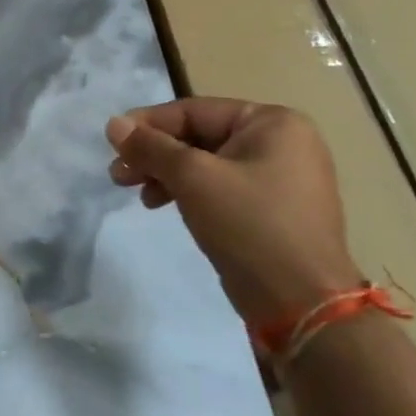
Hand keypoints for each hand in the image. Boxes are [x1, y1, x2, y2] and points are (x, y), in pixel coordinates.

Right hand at [107, 98, 362, 324]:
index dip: (148, 124)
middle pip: (198, 136)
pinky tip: (163, 205)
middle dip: (155, 154)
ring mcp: (279, 178)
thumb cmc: (249, 224)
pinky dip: (187, 192)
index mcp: (273, 123)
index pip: (194, 111)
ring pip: (205, 163)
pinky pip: (219, 187)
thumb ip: (150, 146)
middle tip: (118, 174)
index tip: (113, 143)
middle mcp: (281, 143)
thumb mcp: (192, 177)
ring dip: (165, 174)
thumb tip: (113, 124)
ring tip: (138, 194)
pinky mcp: (271, 209)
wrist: (302, 304)